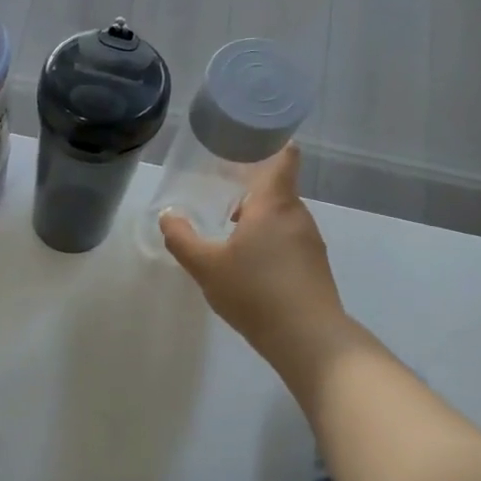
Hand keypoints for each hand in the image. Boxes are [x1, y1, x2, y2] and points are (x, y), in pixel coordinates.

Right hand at [158, 143, 349, 360]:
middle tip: (215, 191)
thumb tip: (167, 215)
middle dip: (247, 187)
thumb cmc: (255, 291)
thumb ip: (182, 238)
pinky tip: (244, 262)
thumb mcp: (205, 266)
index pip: (283, 157)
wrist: (308, 338)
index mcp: (274, 204)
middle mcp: (297, 215)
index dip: (269, 143)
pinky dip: (266, 239)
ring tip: (224, 229)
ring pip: (279, 215)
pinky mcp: (312, 265)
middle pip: (275, 187)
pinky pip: (286, 238)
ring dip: (254, 217)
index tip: (245, 142)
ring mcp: (309, 241)